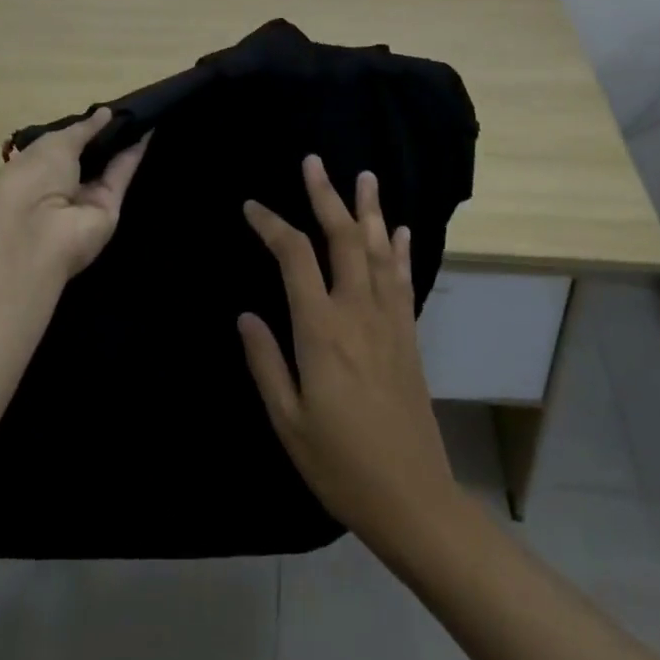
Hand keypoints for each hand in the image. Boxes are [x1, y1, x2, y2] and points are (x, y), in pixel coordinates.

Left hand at [0, 107, 148, 284]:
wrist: (39, 231)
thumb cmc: (33, 177)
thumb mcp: (55, 144)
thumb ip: (84, 129)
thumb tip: (106, 112)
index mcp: (34, 168)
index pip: (61, 147)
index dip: (82, 129)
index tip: (104, 111)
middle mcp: (59, 186)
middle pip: (87, 159)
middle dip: (105, 136)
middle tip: (130, 109)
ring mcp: (84, 201)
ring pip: (107, 168)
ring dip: (123, 143)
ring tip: (144, 114)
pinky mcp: (109, 210)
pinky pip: (120, 177)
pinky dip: (133, 156)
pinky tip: (148, 131)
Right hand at [239, 155, 459, 553]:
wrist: (412, 498)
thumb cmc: (340, 464)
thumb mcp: (287, 421)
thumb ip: (265, 362)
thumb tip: (247, 314)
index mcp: (321, 330)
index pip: (293, 257)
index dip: (272, 225)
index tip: (252, 208)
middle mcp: (358, 311)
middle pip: (342, 238)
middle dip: (326, 197)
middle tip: (314, 162)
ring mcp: (390, 320)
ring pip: (379, 250)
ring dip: (369, 210)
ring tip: (364, 176)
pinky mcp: (409, 335)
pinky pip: (404, 280)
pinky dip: (400, 250)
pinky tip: (400, 230)